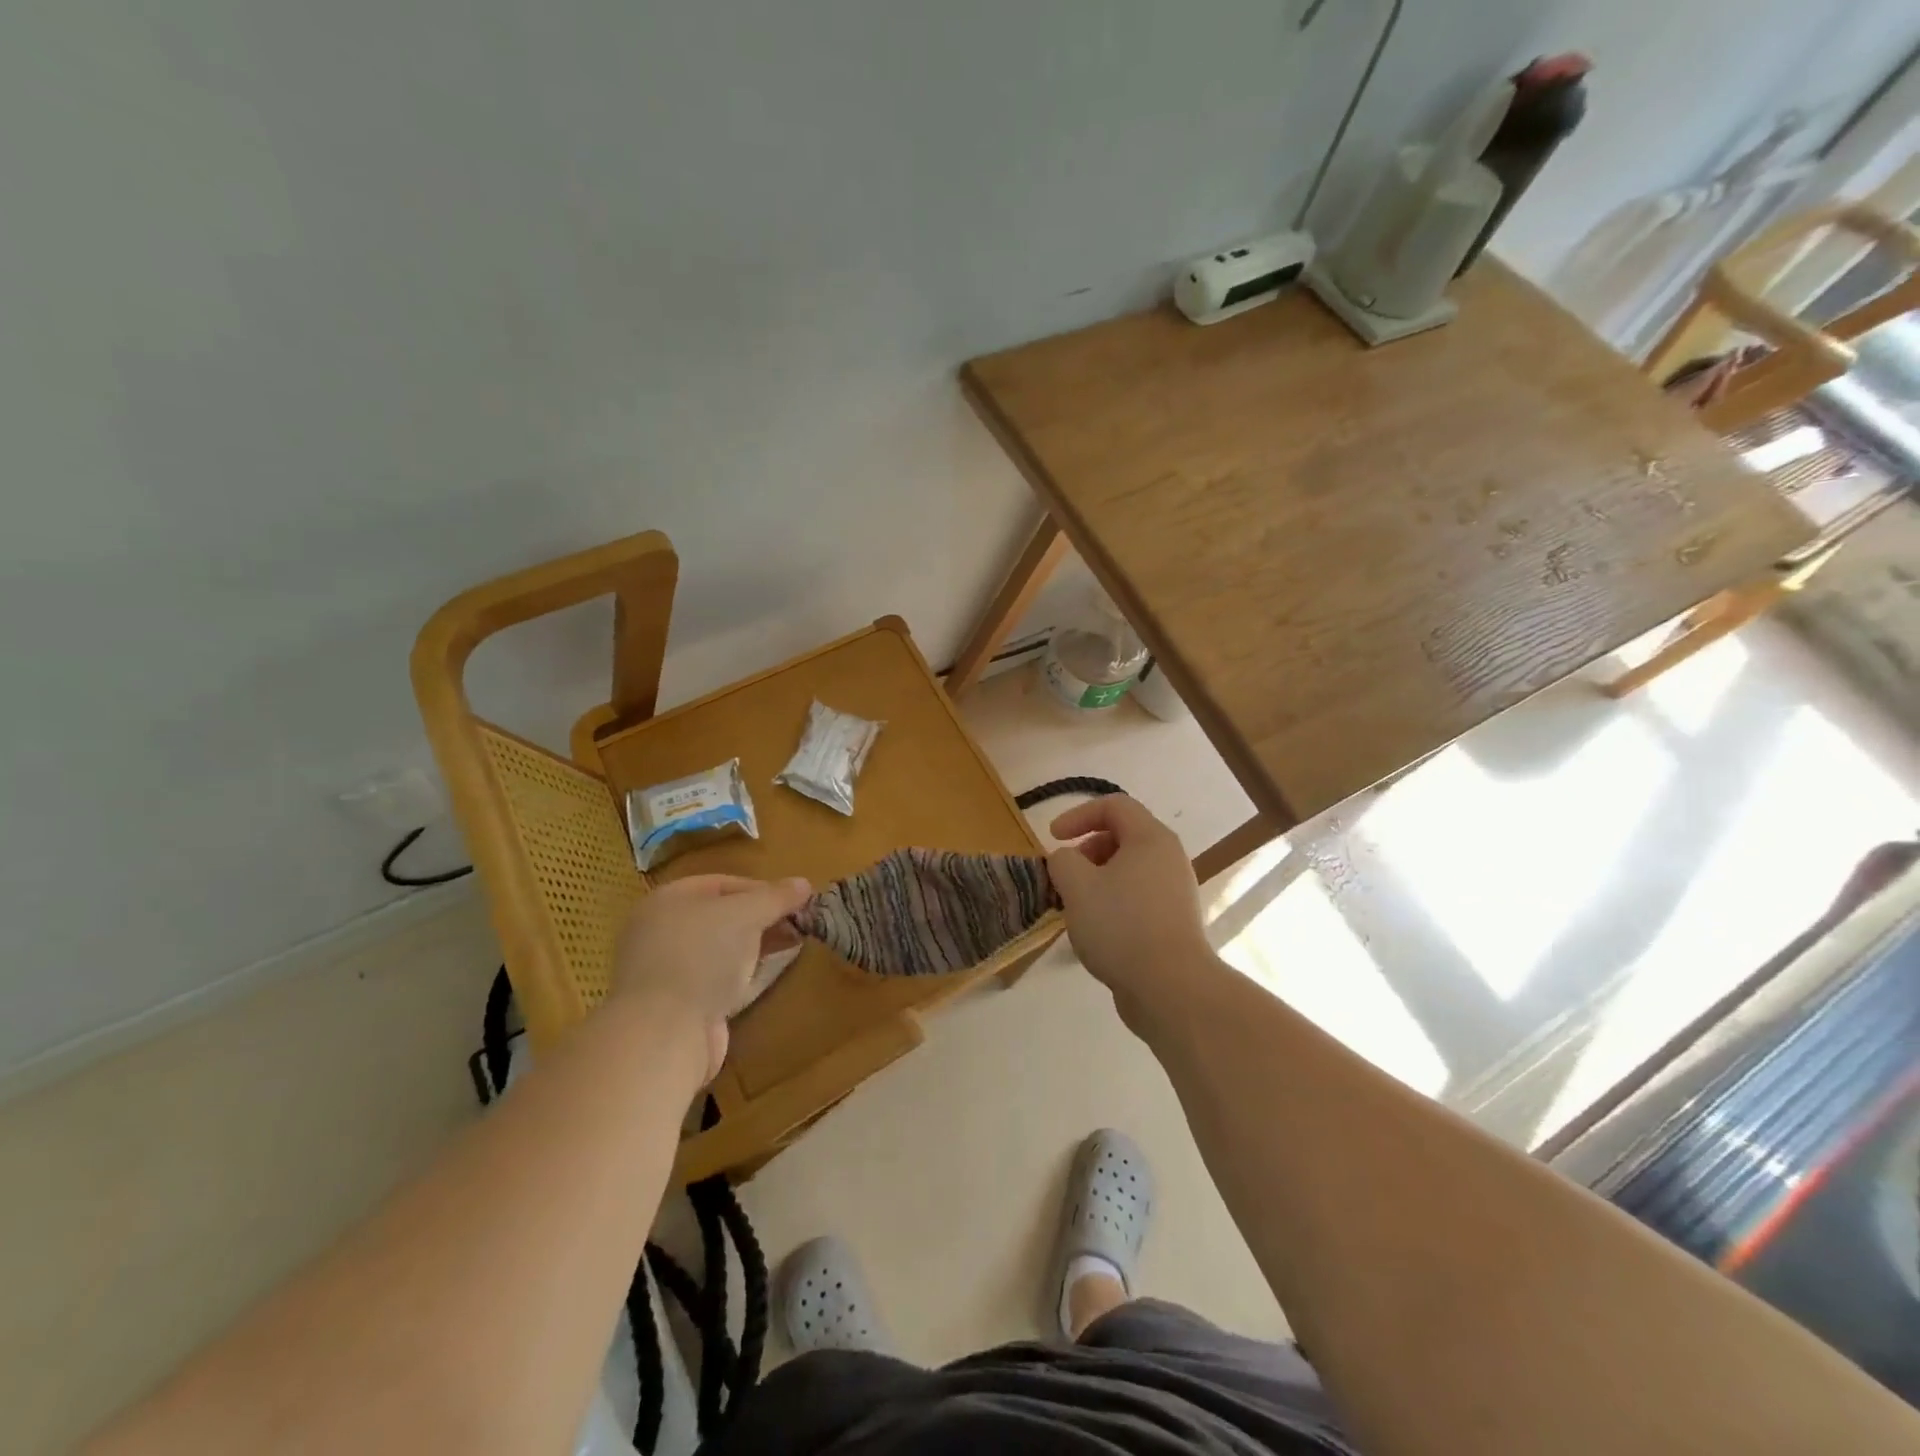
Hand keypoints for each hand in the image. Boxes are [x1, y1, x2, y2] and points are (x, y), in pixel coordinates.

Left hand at [611, 874, 810, 1080]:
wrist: (664, 1033)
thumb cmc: (701, 956)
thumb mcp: (746, 914)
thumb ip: (776, 897)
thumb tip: (804, 883)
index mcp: (668, 900)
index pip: (722, 884)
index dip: (761, 889)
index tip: (794, 902)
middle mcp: (661, 931)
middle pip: (720, 916)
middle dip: (761, 919)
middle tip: (797, 925)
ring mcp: (666, 971)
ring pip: (720, 950)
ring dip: (754, 947)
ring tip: (790, 947)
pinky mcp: (677, 1006)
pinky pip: (716, 980)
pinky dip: (741, 976)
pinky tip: (763, 977)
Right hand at [1047, 796, 1213, 1030]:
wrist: (1171, 988)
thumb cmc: (1121, 926)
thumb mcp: (1077, 886)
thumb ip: (1062, 861)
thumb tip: (1068, 860)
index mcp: (1151, 839)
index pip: (1114, 805)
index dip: (1078, 815)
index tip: (1053, 838)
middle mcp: (1169, 858)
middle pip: (1122, 836)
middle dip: (1086, 850)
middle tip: (1065, 877)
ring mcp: (1175, 892)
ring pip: (1128, 870)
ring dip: (1096, 880)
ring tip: (1075, 907)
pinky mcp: (1174, 922)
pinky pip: (1137, 897)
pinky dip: (1112, 902)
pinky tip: (1096, 931)